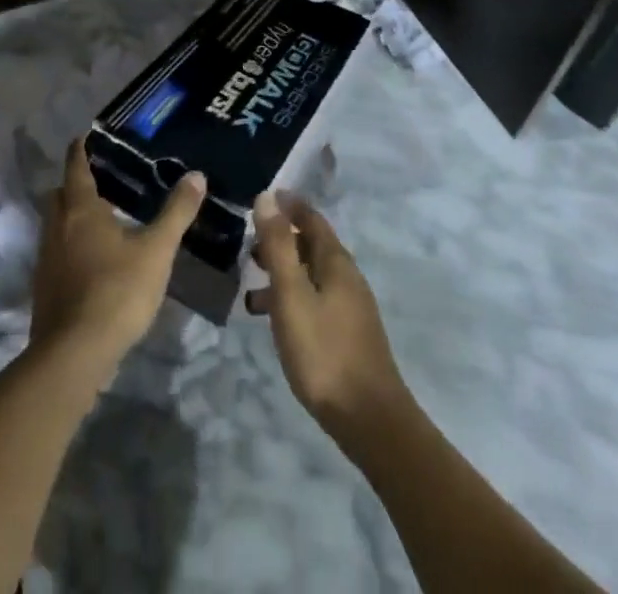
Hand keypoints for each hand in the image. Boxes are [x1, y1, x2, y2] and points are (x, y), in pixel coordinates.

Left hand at [31, 140, 205, 380]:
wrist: (74, 355)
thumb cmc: (117, 291)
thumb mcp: (156, 250)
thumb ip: (176, 212)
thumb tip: (197, 175)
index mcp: (80, 209)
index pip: (76, 166)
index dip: (81, 149)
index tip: (88, 135)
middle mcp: (57, 227)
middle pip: (60, 194)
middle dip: (76, 183)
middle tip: (104, 179)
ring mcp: (47, 259)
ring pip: (56, 224)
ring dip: (73, 216)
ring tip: (104, 218)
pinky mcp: (45, 288)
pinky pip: (57, 252)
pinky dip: (72, 245)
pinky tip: (95, 259)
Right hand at [247, 192, 407, 439]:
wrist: (368, 419)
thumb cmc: (324, 351)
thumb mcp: (292, 295)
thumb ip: (278, 246)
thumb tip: (267, 197)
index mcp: (336, 261)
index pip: (311, 218)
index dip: (288, 205)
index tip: (263, 197)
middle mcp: (347, 277)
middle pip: (312, 245)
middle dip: (281, 240)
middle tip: (248, 244)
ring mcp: (350, 307)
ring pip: (311, 275)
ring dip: (283, 272)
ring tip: (251, 286)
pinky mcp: (347, 333)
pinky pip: (314, 299)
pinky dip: (291, 297)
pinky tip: (273, 320)